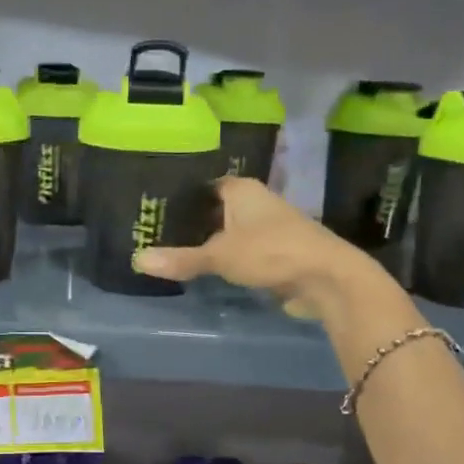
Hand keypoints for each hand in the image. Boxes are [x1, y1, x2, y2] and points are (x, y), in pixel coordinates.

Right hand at [135, 176, 382, 318]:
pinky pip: (240, 252)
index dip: (180, 195)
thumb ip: (181, 259)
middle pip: (214, 209)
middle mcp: (255, 202)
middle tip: (154, 231)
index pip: (203, 185)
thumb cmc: (271, 252)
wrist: (326, 278)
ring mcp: (267, 228)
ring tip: (171, 250)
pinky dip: (224, 259)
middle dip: (190, 221)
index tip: (153, 206)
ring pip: (228, 232)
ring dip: (208, 242)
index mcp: (242, 190)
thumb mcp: (219, 255)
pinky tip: (202, 268)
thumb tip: (137, 260)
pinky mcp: (275, 253)